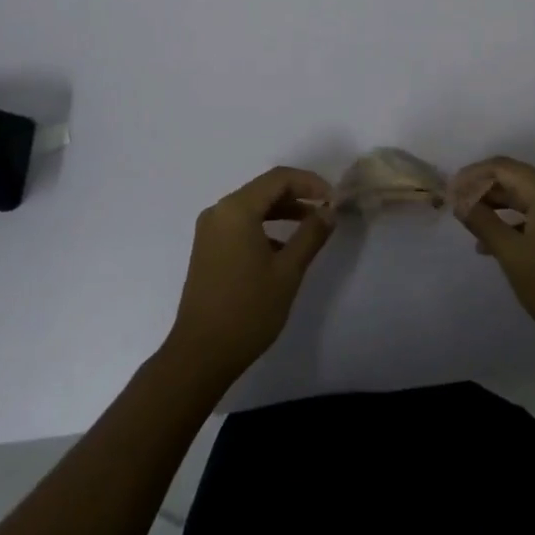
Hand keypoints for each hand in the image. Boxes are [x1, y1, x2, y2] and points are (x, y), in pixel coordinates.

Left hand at [163, 167, 336, 386]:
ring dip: (282, 212)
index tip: (333, 199)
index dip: (309, 183)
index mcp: (236, 209)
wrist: (200, 355)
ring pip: (252, 207)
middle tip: (325, 210)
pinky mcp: (207, 248)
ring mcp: (210, 230)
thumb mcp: (287, 272)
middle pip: (264, 189)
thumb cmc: (247, 310)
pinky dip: (264, 227)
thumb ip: (311, 235)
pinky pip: (240, 224)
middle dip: (297, 196)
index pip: (279, 178)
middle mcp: (219, 211)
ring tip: (310, 226)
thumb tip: (329, 211)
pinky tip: (282, 248)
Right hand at [452, 157, 534, 360]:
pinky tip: (492, 243)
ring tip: (468, 224)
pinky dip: (513, 221)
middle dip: (482, 190)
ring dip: (495, 206)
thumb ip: (482, 221)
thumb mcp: (512, 255)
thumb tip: (457, 199)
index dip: (471, 176)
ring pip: (523, 196)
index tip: (446, 191)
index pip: (502, 168)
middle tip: (453, 206)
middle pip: (513, 178)